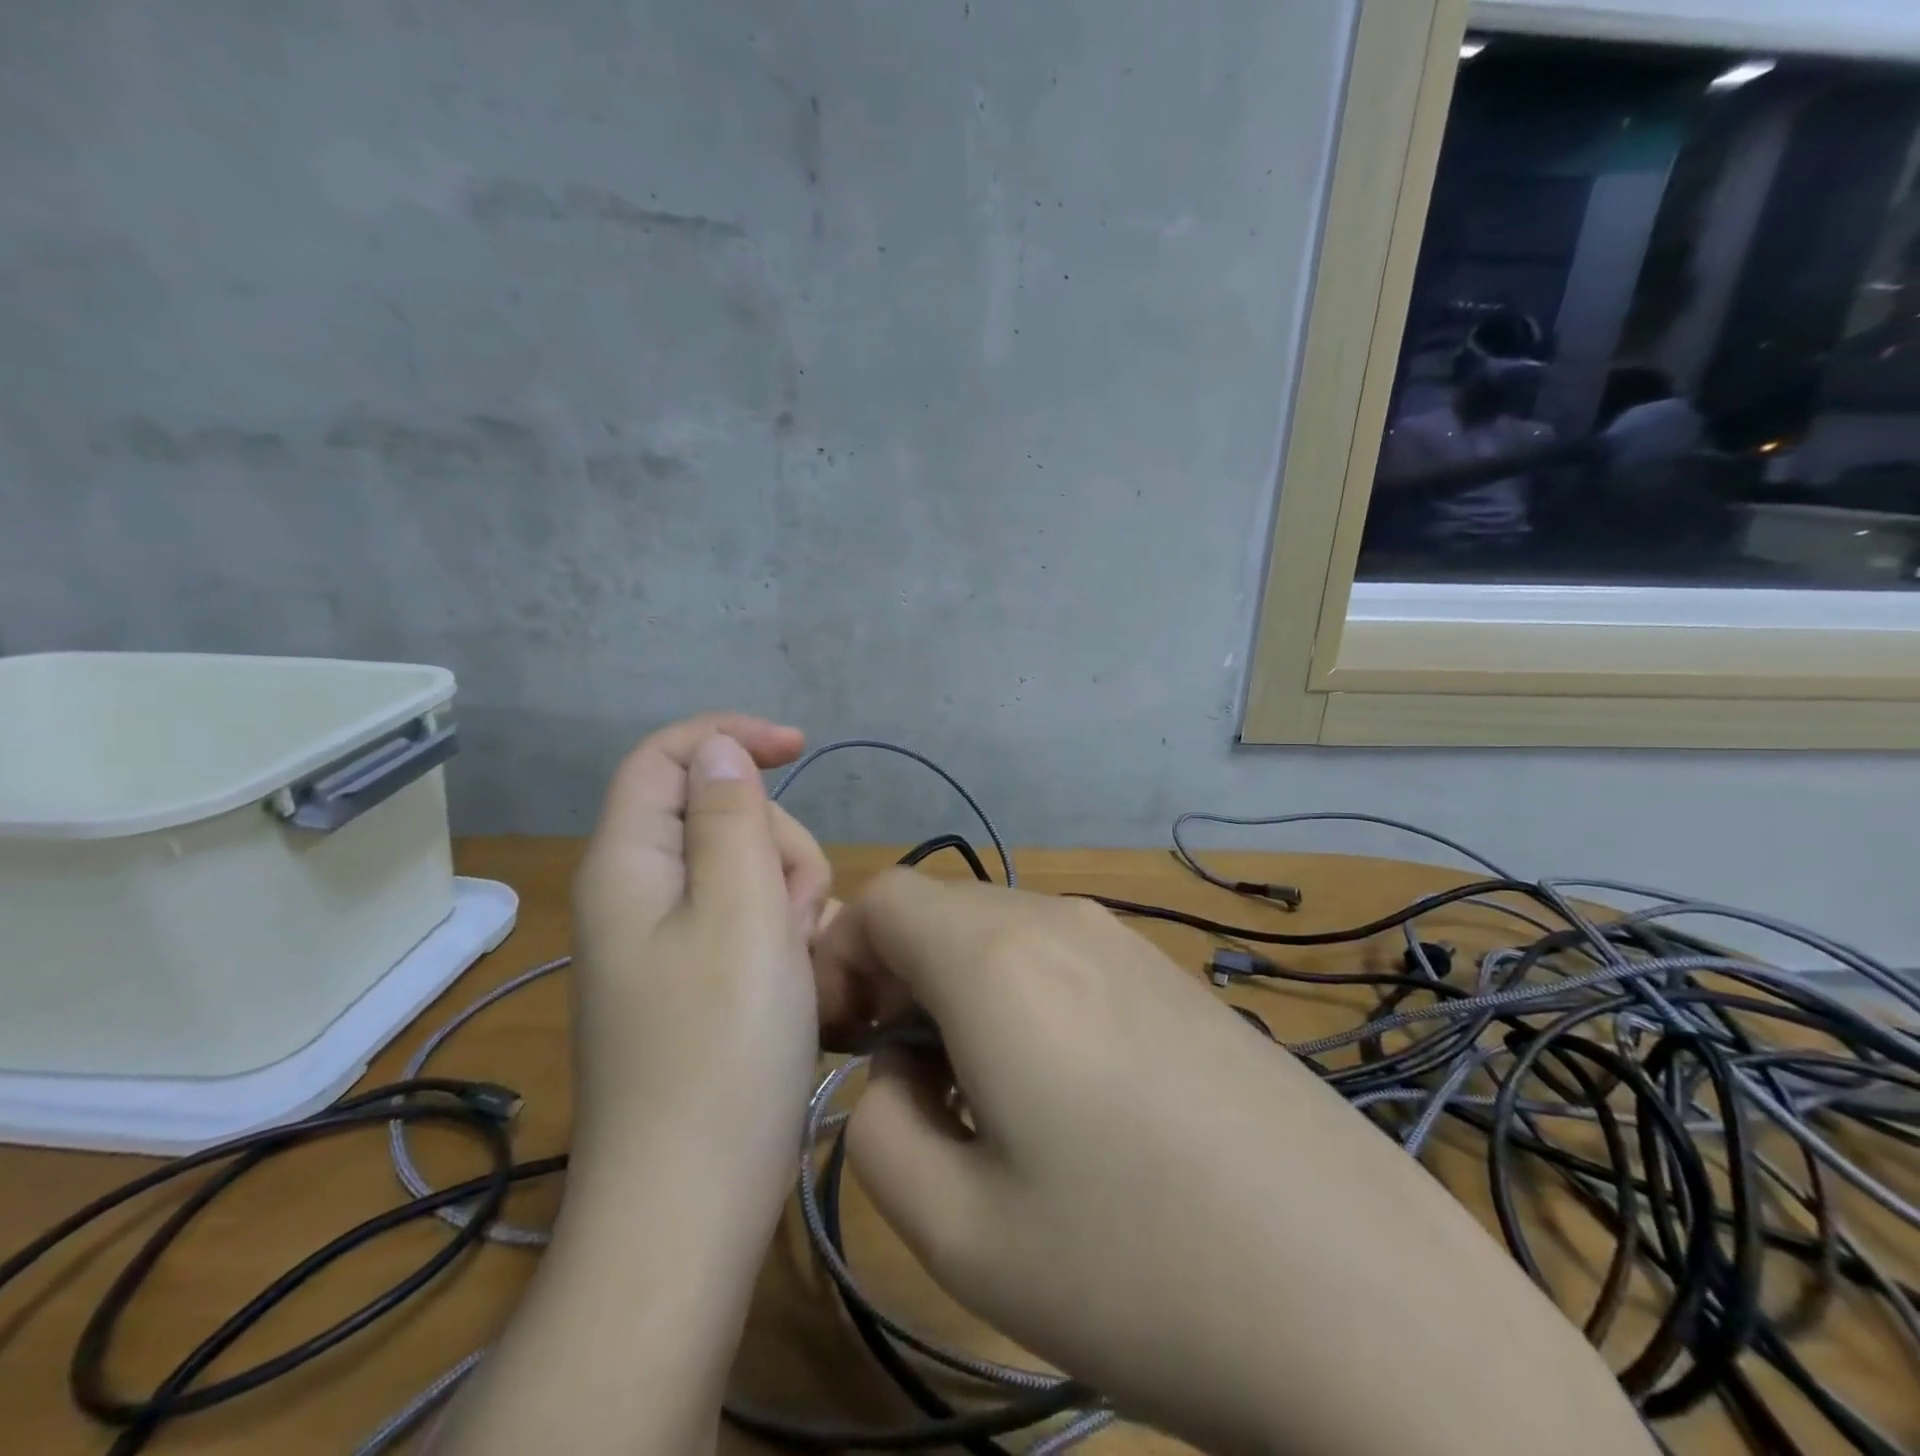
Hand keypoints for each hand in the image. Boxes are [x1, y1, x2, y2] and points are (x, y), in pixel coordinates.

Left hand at [433, 714, 833, 1455]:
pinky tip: (800, 982)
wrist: (691, 1205)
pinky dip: (784, 936)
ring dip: (789, 895)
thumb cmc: (720, 1048)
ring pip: (746, 870)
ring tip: (800, 959)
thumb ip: (729, 816)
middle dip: (776, 842)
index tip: (800, 746)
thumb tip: (717, 750)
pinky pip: (750, 922)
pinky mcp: (697, 983)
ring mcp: (667, 944)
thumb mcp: (739, 912)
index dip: (729, 736)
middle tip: (796, 909)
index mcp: (629, 865)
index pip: (665, 758)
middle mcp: (639, 896)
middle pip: (719, 815)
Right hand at [814, 872, 1655, 1455]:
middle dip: (893, 976)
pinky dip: (1022, 995)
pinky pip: (1061, 954)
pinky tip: (1063, 1093)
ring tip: (980, 1096)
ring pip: (1000, 931)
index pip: (882, 900)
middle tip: (902, 1080)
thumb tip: (895, 1072)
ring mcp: (1128, 941)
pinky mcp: (1173, 975)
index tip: (841, 1043)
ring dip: (958, 989)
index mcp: (998, 960)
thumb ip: (880, 1129)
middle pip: (940, 911)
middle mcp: (1062, 921)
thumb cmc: (1141, 1269)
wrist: (1367, 1298)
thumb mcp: (961, 1232)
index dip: (839, 959)